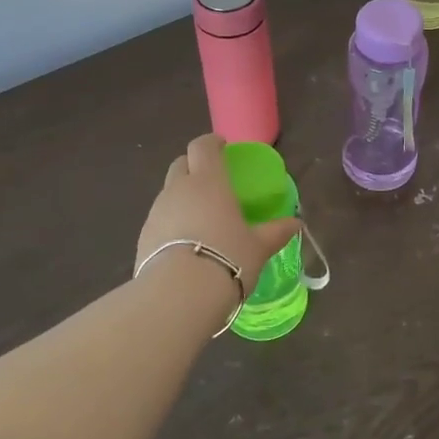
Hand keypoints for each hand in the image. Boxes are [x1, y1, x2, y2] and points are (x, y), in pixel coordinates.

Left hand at [136, 134, 299, 300]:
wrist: (179, 295)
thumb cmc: (227, 258)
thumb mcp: (259, 247)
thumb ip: (276, 232)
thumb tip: (296, 224)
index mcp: (208, 181)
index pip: (203, 146)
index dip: (212, 142)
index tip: (222, 147)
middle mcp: (178, 189)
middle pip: (181, 164)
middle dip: (194, 166)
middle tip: (211, 181)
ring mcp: (156, 212)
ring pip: (168, 193)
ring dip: (182, 197)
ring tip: (200, 218)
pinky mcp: (142, 236)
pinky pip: (159, 220)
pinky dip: (171, 223)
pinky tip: (184, 245)